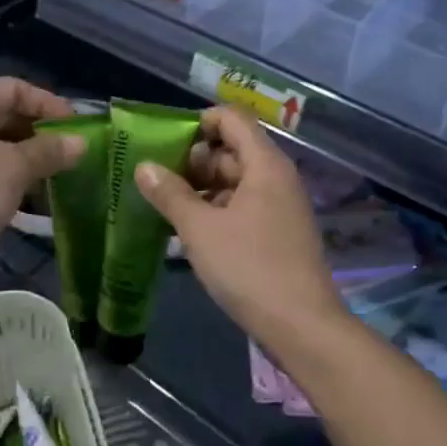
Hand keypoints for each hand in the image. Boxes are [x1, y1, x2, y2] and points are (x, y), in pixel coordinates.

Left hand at [0, 77, 82, 277]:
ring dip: (27, 155)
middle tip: (71, 151)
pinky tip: (33, 193)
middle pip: (1, 113)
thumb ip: (50, 150)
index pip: (11, 88)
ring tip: (58, 172)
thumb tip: (81, 142)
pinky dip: (9, 174)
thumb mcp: (14, 169)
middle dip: (39, 131)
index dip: (48, 103)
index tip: (76, 127)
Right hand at [133, 107, 344, 343]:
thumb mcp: (200, 229)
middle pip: (232, 149)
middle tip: (157, 181)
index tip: (165, 145)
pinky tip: (190, 231)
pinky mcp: (278, 232)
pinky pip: (243, 205)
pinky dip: (217, 210)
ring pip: (235, 180)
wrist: (302, 327)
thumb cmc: (249, 268)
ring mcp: (280, 206)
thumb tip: (144, 166)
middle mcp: (277, 177)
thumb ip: (170, 194)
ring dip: (202, 188)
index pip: (232, 118)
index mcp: (264, 164)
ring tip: (165, 206)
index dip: (199, 123)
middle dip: (194, 161)